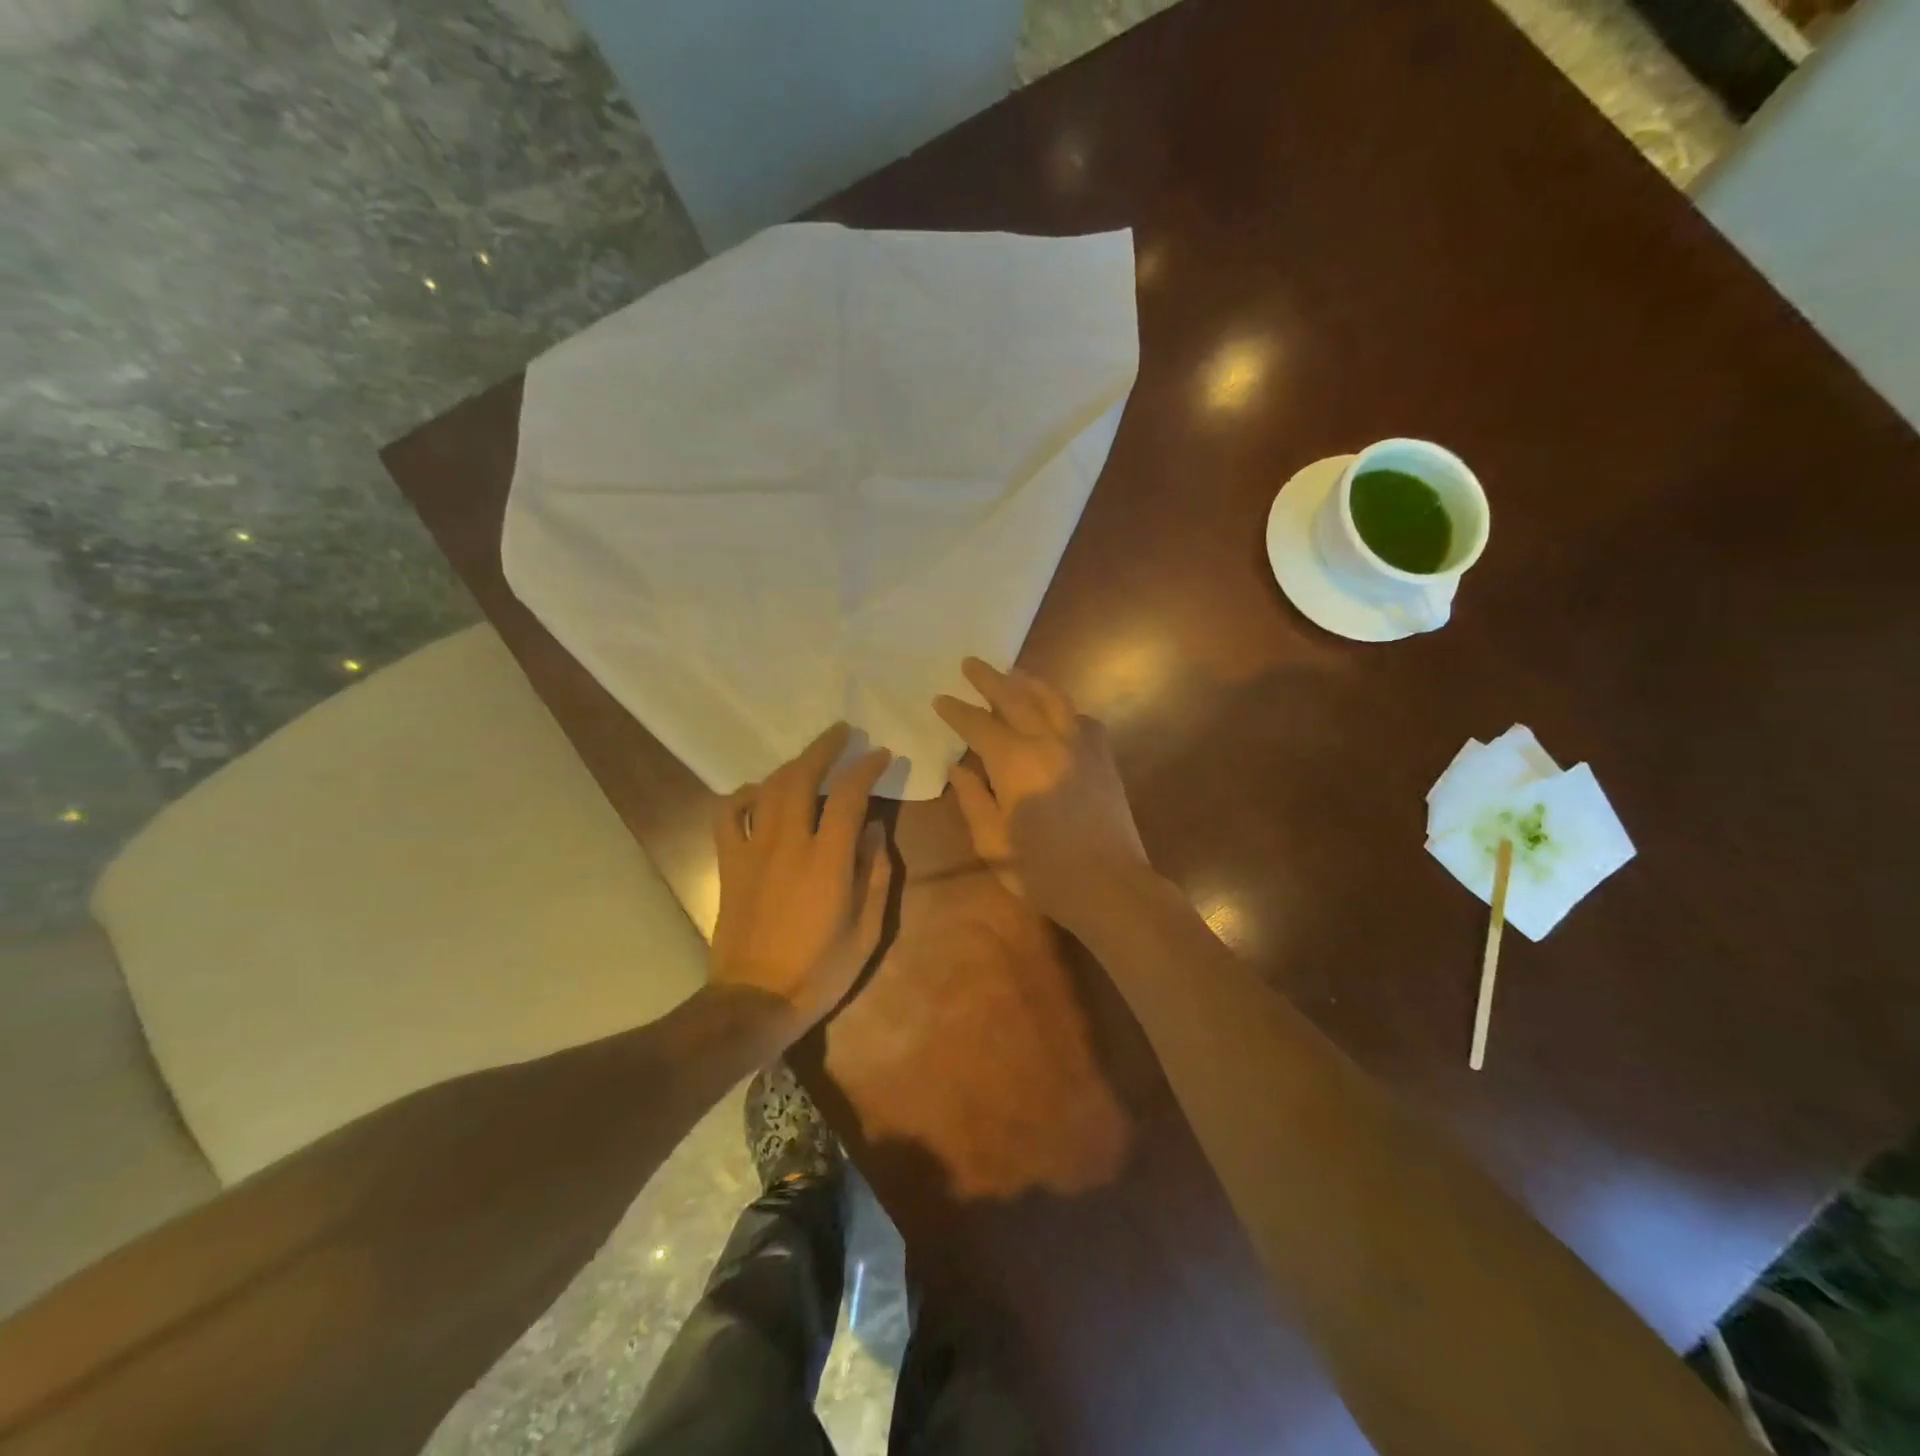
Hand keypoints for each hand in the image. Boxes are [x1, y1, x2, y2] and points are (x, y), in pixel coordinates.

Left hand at [709, 724, 894, 1033]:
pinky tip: (757, 794)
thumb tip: (873, 830)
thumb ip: (875, 875)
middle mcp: (788, 844)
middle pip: (801, 777)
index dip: (866, 768)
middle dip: (824, 748)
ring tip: (809, 758)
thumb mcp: (867, 931)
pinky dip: (742, 796)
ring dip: (791, 765)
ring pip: (767, 789)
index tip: (880, 754)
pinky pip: (728, 816)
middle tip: (843, 732)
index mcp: (827, 861)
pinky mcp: (728, 864)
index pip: (848, 795)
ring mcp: (752, 851)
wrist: (755, 1001)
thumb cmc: (819, 972)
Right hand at [933, 658, 1147, 927]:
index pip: (978, 725)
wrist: (1109, 884)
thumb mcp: (993, 842)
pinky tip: (1056, 710)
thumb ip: (973, 800)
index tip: (940, 699)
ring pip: (1052, 699)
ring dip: (1028, 681)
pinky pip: (1080, 718)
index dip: (956, 711)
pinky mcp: (1103, 756)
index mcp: (1014, 762)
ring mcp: (1081, 745)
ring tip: (1012, 672)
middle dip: (989, 679)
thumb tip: (959, 769)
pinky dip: (1063, 707)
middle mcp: (1048, 741)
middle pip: (1015, 697)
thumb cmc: (1043, 870)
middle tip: (970, 663)